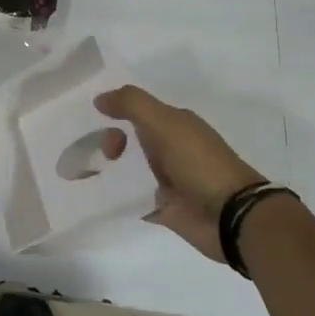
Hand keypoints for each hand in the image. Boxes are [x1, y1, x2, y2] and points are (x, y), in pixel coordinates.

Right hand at [94, 86, 265, 262]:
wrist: (231, 217)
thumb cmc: (199, 163)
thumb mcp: (165, 123)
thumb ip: (132, 104)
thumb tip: (99, 98)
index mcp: (174, 124)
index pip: (137, 110)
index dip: (115, 112)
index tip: (96, 121)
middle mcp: (170, 148)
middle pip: (129, 139)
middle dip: (108, 142)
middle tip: (103, 154)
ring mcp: (166, 180)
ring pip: (128, 168)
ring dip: (107, 168)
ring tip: (83, 174)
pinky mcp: (162, 208)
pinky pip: (131, 198)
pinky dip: (114, 196)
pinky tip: (94, 195)